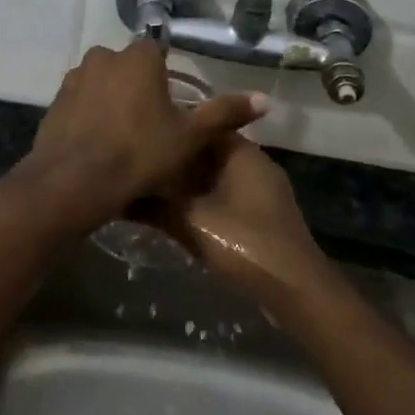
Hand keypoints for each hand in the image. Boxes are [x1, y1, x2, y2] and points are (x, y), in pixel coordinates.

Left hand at [24, 41, 266, 233]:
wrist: (74, 182)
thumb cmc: (139, 154)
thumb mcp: (189, 137)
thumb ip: (225, 113)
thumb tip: (265, 98)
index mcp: (138, 57)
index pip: (157, 49)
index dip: (166, 75)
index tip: (171, 103)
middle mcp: (103, 57)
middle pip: (128, 66)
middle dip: (138, 86)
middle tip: (150, 122)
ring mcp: (75, 78)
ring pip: (102, 82)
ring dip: (112, 99)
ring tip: (123, 135)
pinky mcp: (55, 101)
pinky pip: (81, 101)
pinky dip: (89, 114)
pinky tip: (98, 143)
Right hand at [150, 137, 327, 302]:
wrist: (295, 290)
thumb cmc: (245, 243)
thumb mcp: (192, 222)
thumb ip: (154, 206)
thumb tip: (119, 195)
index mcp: (243, 153)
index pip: (204, 125)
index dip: (174, 130)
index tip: (145, 135)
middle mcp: (255, 164)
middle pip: (209, 152)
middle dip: (178, 159)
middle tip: (142, 163)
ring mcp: (263, 191)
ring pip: (217, 176)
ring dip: (190, 183)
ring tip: (153, 187)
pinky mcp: (264, 215)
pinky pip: (227, 195)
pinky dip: (204, 199)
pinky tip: (180, 213)